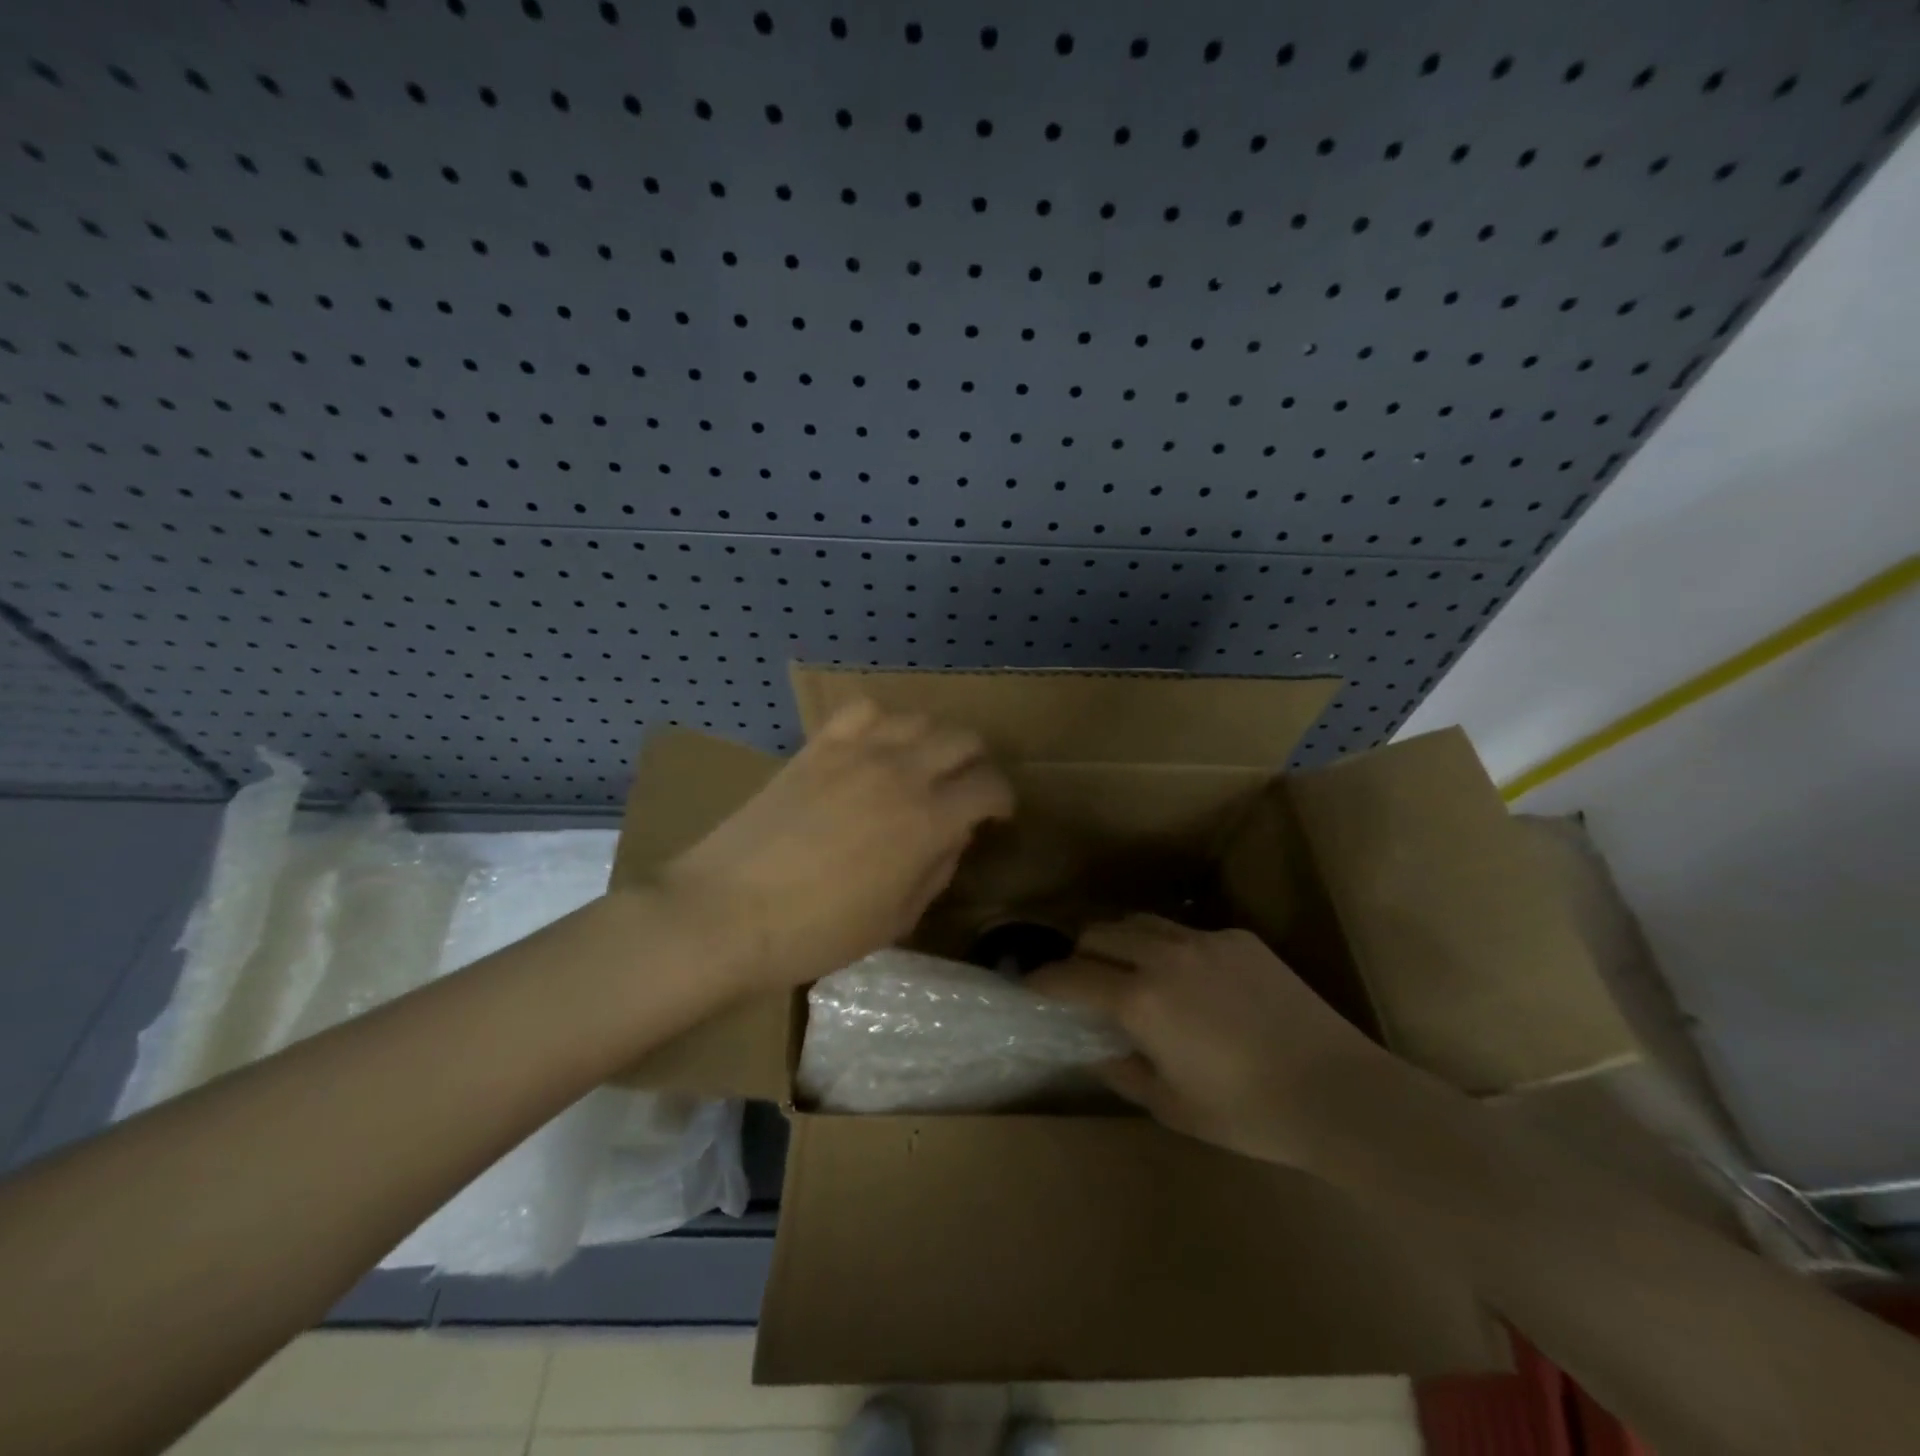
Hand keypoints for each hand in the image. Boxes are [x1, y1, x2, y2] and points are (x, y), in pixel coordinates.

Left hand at [662, 700, 1013, 989]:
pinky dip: (880, 722)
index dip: (1003, 799)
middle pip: (963, 739)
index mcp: (929, 820)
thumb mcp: (896, 919)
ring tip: (922, 766)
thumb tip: (953, 835)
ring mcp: (856, 752)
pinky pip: (861, 711)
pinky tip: (873, 747)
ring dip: (933, 740)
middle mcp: (901, 773)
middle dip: (976, 763)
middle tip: (965, 790)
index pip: (989, 786)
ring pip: (918, 718)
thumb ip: (936, 869)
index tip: (996, 815)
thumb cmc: (817, 932)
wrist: (726, 913)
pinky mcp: (817, 747)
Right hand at [1029, 916, 1398, 1167]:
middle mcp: (1164, 955)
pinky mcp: (1240, 938)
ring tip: (1129, 969)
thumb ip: (1122, 1070)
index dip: (1042, 981)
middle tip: (1083, 982)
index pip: (1070, 976)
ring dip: (1120, 941)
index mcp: (1140, 998)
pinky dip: (1169, 948)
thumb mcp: (1172, 1106)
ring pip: (1140, 921)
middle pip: (1099, 932)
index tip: (1029, 986)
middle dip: (1079, 954)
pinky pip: (1187, 932)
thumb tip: (1097, 1047)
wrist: (1339, 1093)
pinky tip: (1193, 981)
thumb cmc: (1248, 1113)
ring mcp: (1204, 940)